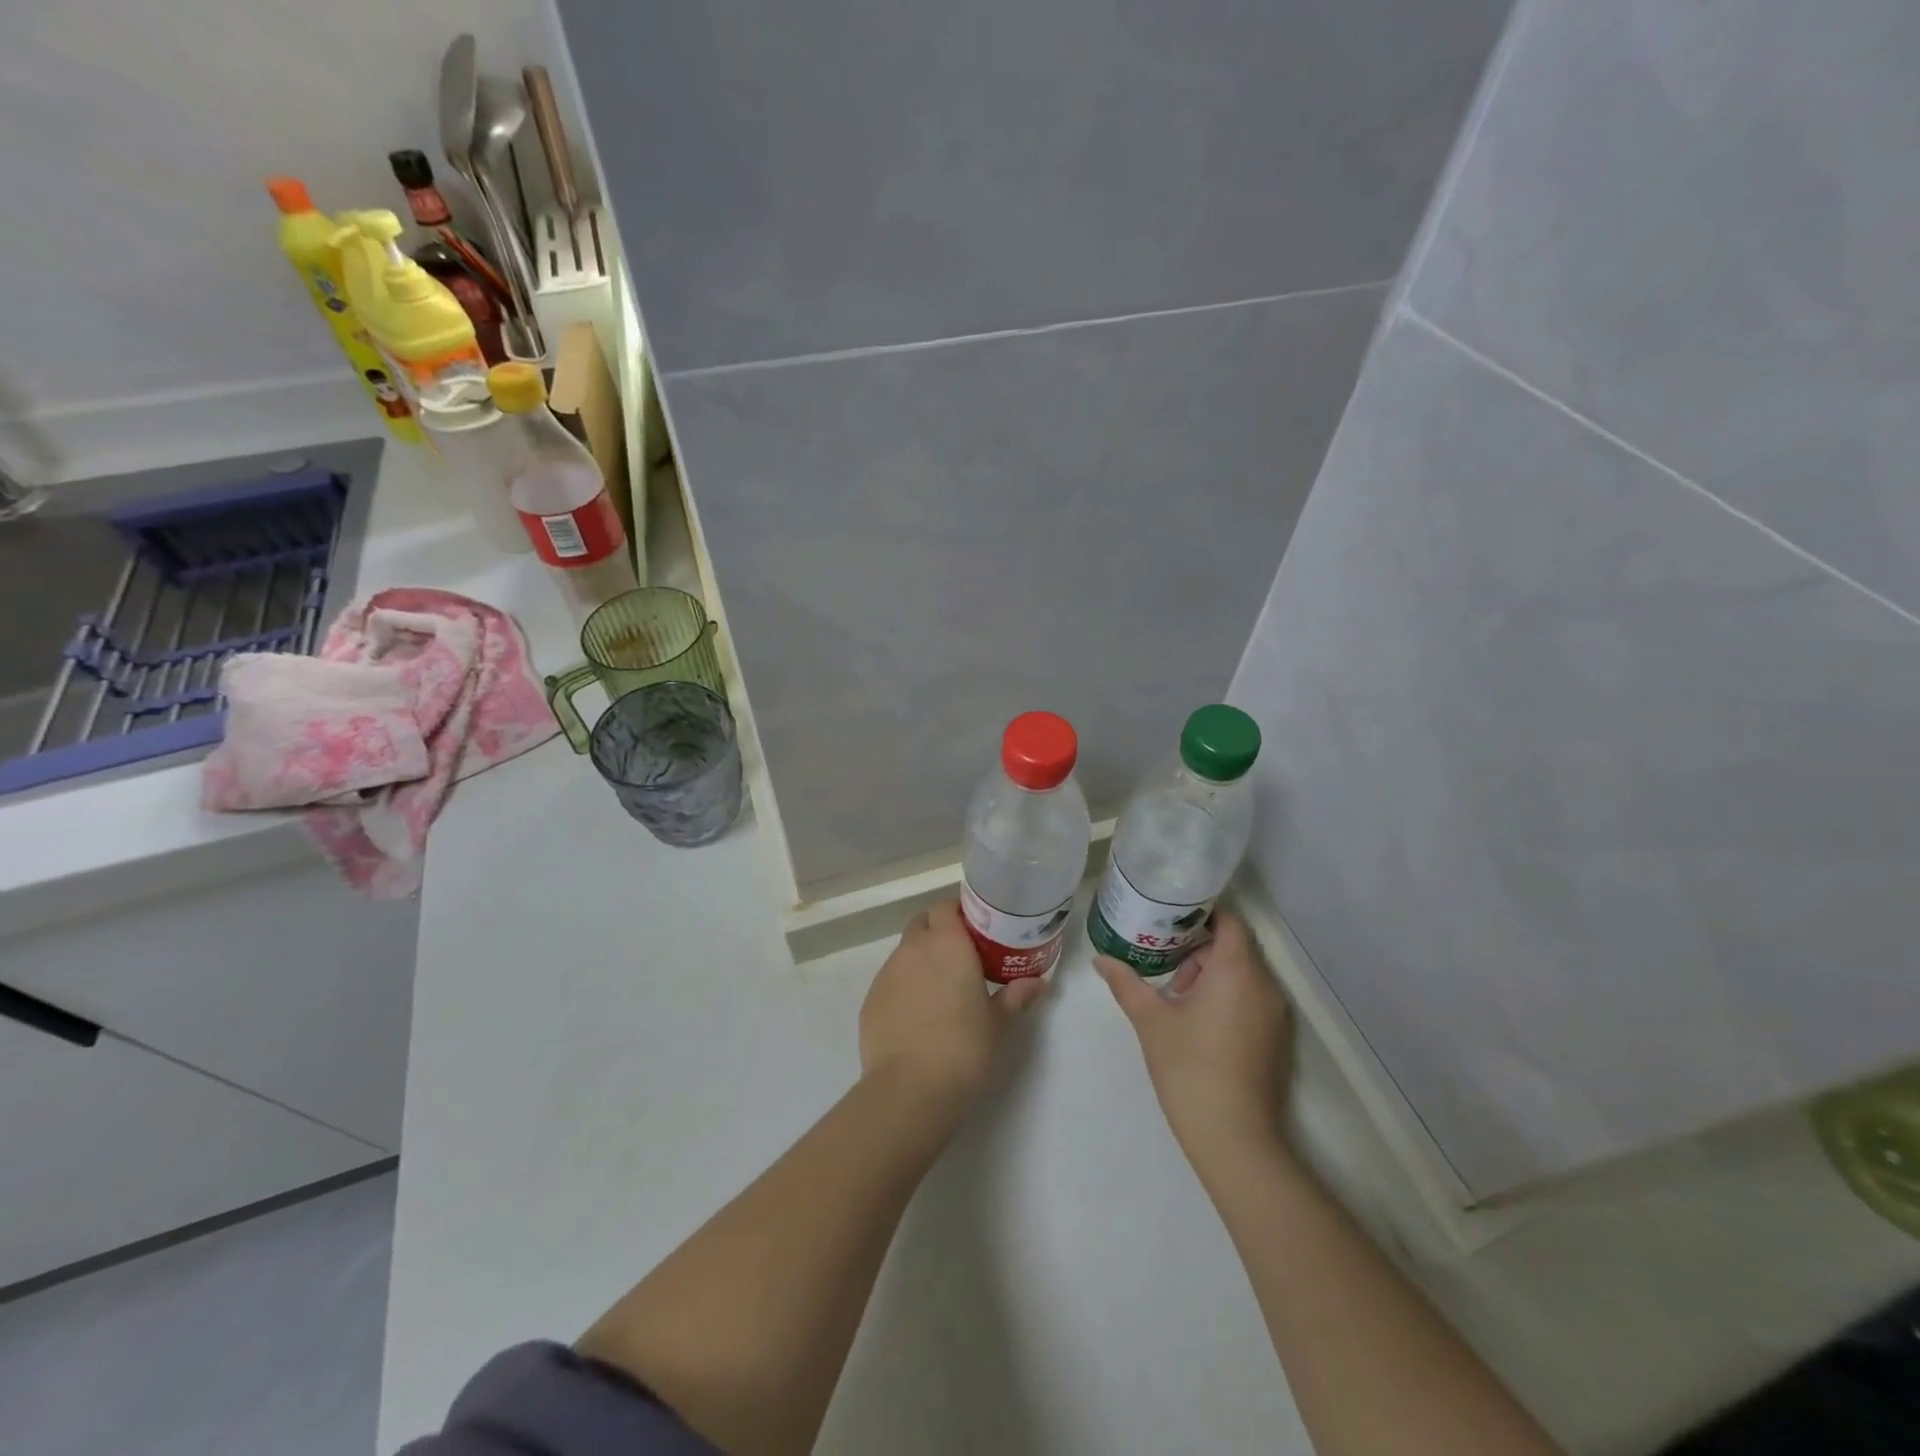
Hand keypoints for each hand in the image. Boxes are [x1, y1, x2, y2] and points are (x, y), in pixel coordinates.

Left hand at [859, 901, 1047, 1113]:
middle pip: (922, 923)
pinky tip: (917, 1017)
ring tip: (940, 991)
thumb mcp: (999, 1023)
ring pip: (905, 952)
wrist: (910, 1089)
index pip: (945, 907)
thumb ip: (1016, 996)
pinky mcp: (870, 1000)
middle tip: (961, 959)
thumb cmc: (964, 1048)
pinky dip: (904, 987)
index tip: (976, 933)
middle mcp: (913, 949)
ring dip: (921, 960)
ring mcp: (887, 973)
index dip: (958, 915)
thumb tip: (1038, 983)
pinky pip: (890, 981)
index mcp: (947, 944)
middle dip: (938, 932)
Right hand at [1096, 907, 1293, 1176]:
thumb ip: (1126, 983)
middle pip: (1234, 947)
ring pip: (1244, 975)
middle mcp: (1264, 985)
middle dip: (1199, 949)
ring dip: (1212, 975)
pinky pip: (1252, 1000)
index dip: (1201, 914)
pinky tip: (1198, 1023)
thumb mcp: (1150, 1020)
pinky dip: (1228, 997)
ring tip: (1177, 997)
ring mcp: (1276, 1015)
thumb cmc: (1189, 1068)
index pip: (1229, 920)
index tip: (1169, 920)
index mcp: (1236, 970)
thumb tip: (1100, 960)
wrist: (1234, 1139)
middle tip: (1163, 964)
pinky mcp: (1277, 1039)